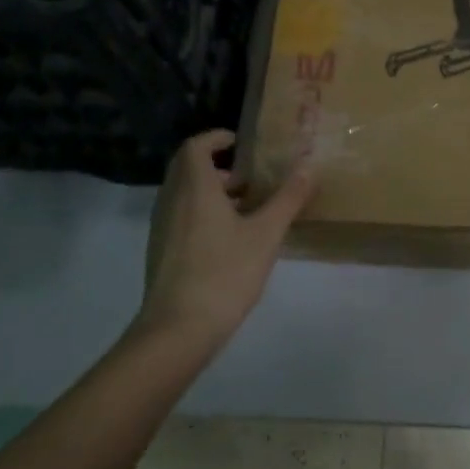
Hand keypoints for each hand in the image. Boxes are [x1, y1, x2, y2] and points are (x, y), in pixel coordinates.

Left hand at [137, 129, 313, 354]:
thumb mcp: (266, 234)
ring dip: (211, 191)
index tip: (242, 143)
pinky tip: (230, 239)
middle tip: (250, 176)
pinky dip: (202, 212)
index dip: (217, 138)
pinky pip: (180, 216)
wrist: (178, 330)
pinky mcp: (161, 252)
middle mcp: (171, 201)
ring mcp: (162, 228)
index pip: (195, 146)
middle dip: (218, 165)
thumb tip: (309, 167)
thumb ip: (288, 198)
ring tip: (247, 208)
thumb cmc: (224, 273)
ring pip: (184, 194)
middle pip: (187, 168)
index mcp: (194, 188)